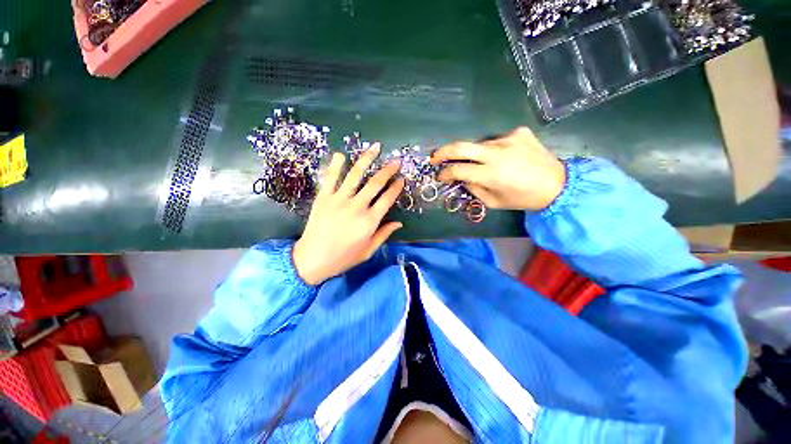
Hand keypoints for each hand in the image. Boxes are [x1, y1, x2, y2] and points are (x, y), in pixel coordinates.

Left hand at [293, 143, 405, 285]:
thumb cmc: (343, 258)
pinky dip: (335, 165)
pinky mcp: (323, 198)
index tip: (401, 179)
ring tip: (375, 148)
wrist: (312, 260)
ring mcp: (339, 200)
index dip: (396, 187)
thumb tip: (399, 223)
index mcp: (369, 221)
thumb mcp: (368, 250)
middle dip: (387, 170)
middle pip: (375, 184)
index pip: (387, 199)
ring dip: (366, 160)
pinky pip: (330, 178)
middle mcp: (357, 207)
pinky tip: (341, 154)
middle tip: (396, 161)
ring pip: (355, 175)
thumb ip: (384, 235)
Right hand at [431, 127, 565, 210]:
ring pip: (480, 144)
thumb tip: (462, 178)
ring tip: (484, 164)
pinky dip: (496, 150)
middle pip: (461, 146)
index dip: (445, 173)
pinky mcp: (520, 133)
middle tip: (435, 157)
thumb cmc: (523, 199)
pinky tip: (506, 157)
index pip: (457, 169)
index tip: (440, 176)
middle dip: (443, 152)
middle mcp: (497, 153)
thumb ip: (474, 189)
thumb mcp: (494, 202)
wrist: (558, 185)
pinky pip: (498, 140)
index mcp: (490, 174)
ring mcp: (509, 139)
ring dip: (475, 154)